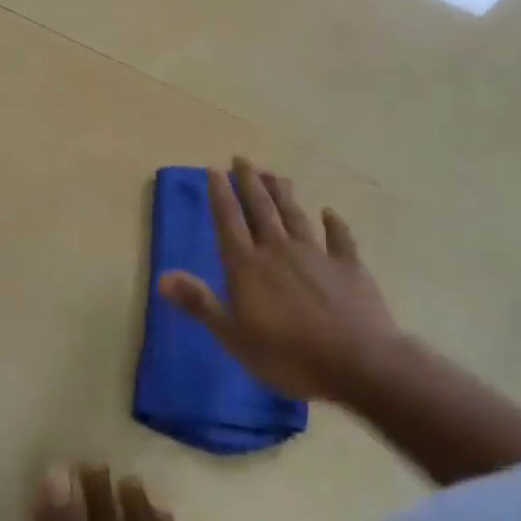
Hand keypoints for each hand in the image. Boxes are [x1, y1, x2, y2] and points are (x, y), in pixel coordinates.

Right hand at [159, 159, 399, 402]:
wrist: (358, 362)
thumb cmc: (288, 355)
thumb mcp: (234, 336)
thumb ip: (200, 303)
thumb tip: (162, 277)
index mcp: (248, 266)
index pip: (229, 221)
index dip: (220, 194)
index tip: (214, 169)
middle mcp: (279, 250)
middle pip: (261, 209)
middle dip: (249, 182)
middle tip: (242, 158)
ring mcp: (317, 255)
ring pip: (294, 215)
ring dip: (282, 194)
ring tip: (274, 174)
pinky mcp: (349, 268)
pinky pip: (340, 239)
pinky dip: (334, 224)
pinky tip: (329, 212)